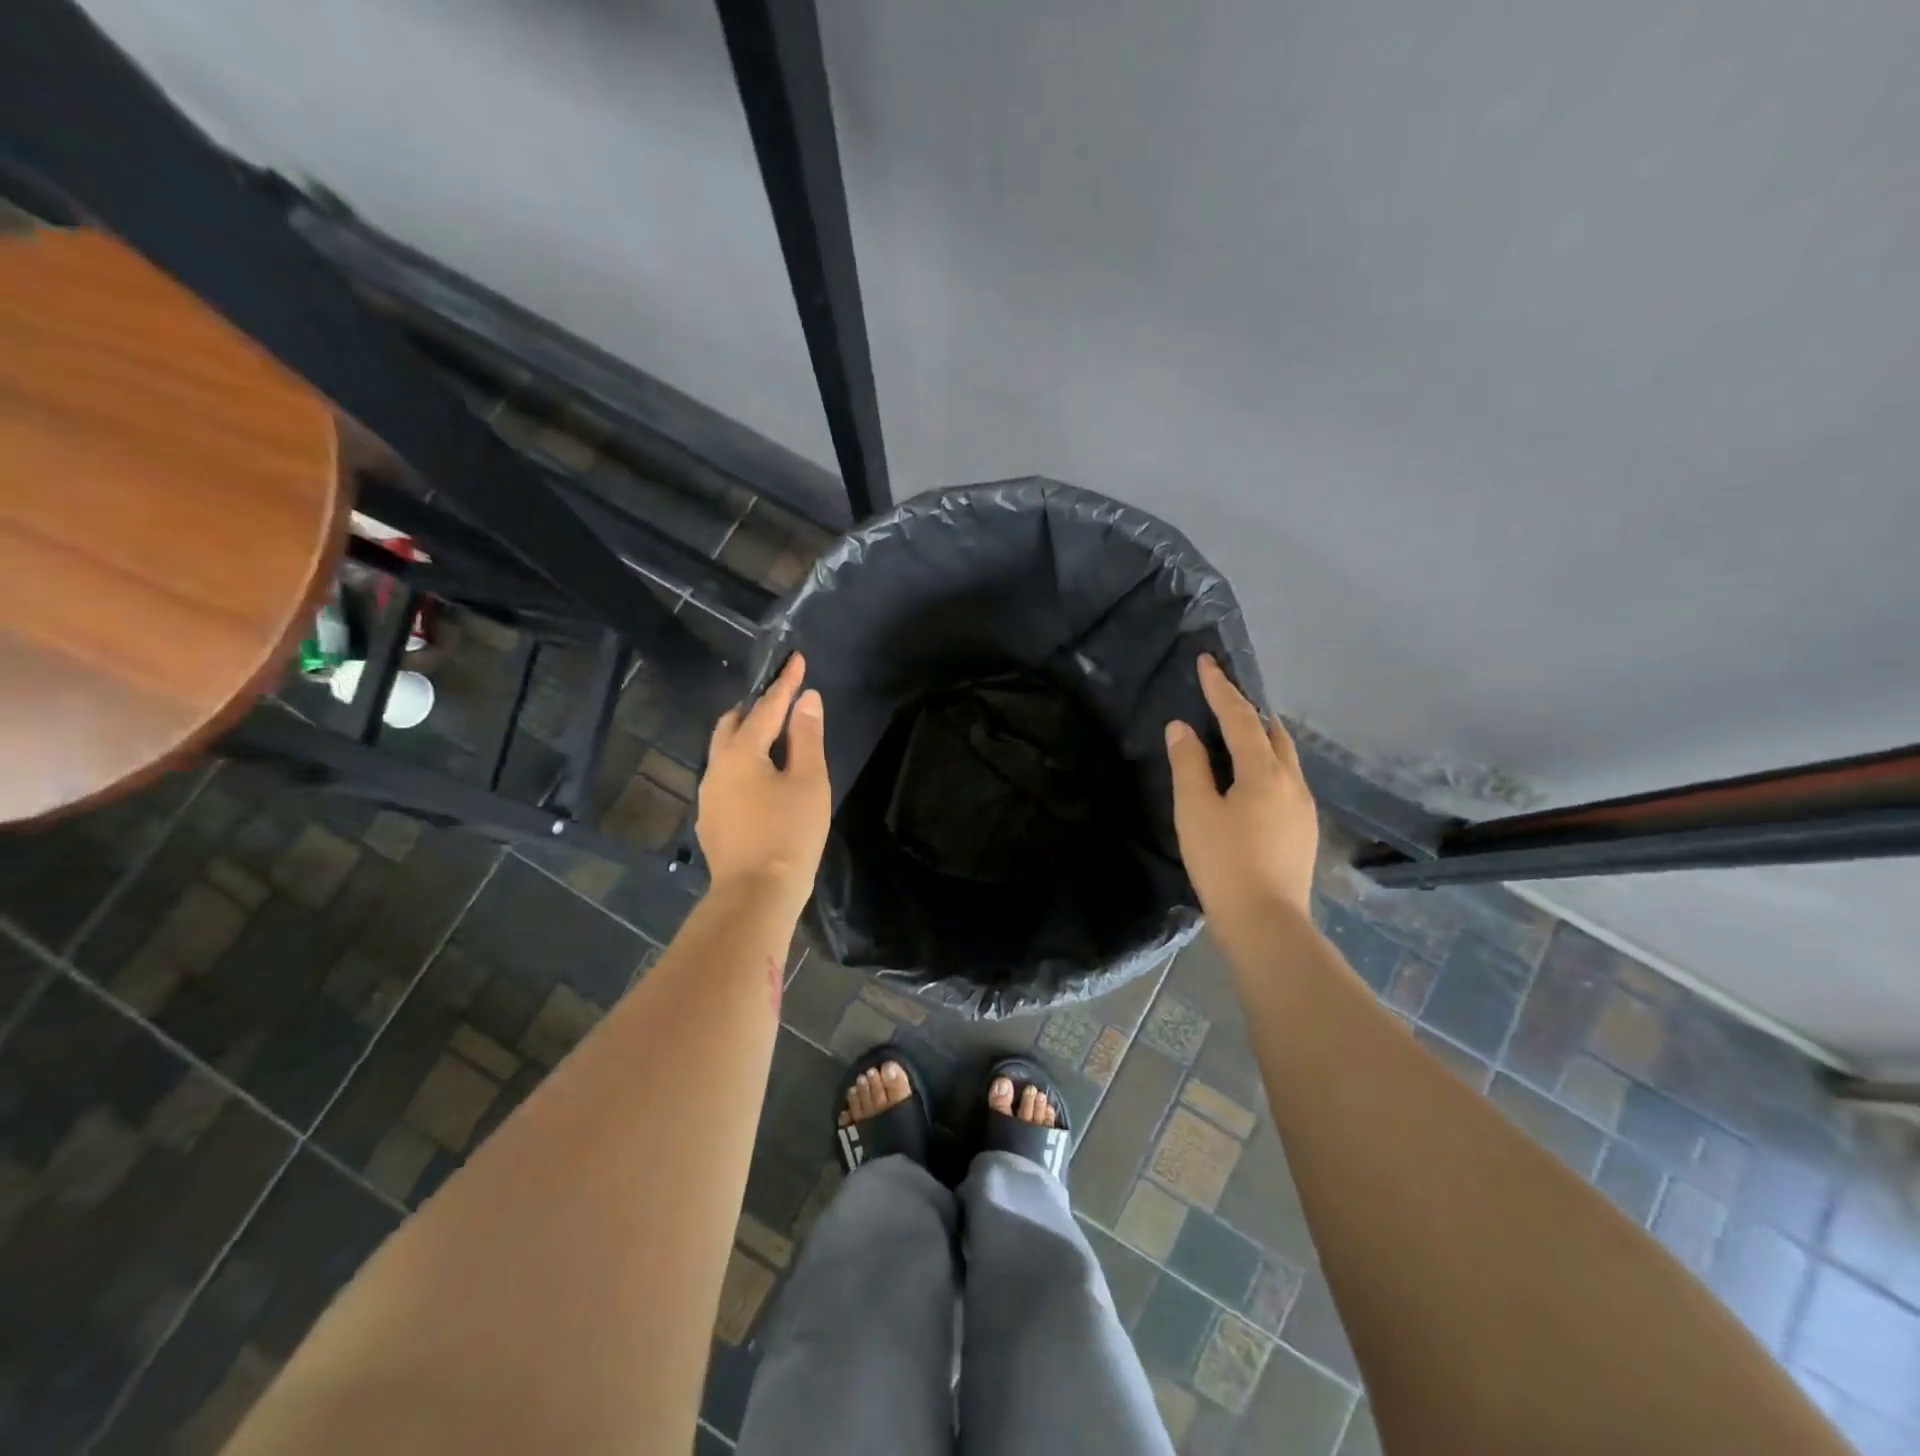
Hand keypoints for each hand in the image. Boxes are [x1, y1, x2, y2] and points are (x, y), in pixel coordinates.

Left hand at [697, 654, 829, 910]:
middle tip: (781, 702)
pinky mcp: (712, 821)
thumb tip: (806, 699)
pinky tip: (761, 782)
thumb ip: (806, 737)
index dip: (784, 683)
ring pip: (724, 752)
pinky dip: (743, 765)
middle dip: (755, 708)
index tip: (796, 658)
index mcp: (740, 753)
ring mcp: (710, 797)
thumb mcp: (808, 781)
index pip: (766, 708)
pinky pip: (726, 778)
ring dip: (746, 737)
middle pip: (731, 725)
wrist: (756, 895)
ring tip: (773, 740)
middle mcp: (716, 768)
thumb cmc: (789, 834)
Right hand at [1165, 654, 1318, 927]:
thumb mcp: (1194, 810)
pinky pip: (1286, 780)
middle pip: (1272, 732)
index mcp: (1264, 771)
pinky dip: (1266, 765)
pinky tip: (1251, 782)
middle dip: (1247, 710)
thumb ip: (1188, 764)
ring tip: (1236, 735)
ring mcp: (1303, 807)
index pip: (1240, 717)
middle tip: (1221, 699)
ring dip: (1260, 738)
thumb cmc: (1223, 862)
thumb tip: (1182, 727)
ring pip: (1284, 757)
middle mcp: (1292, 781)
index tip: (1207, 661)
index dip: (1220, 688)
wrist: (1266, 922)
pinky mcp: (1303, 830)